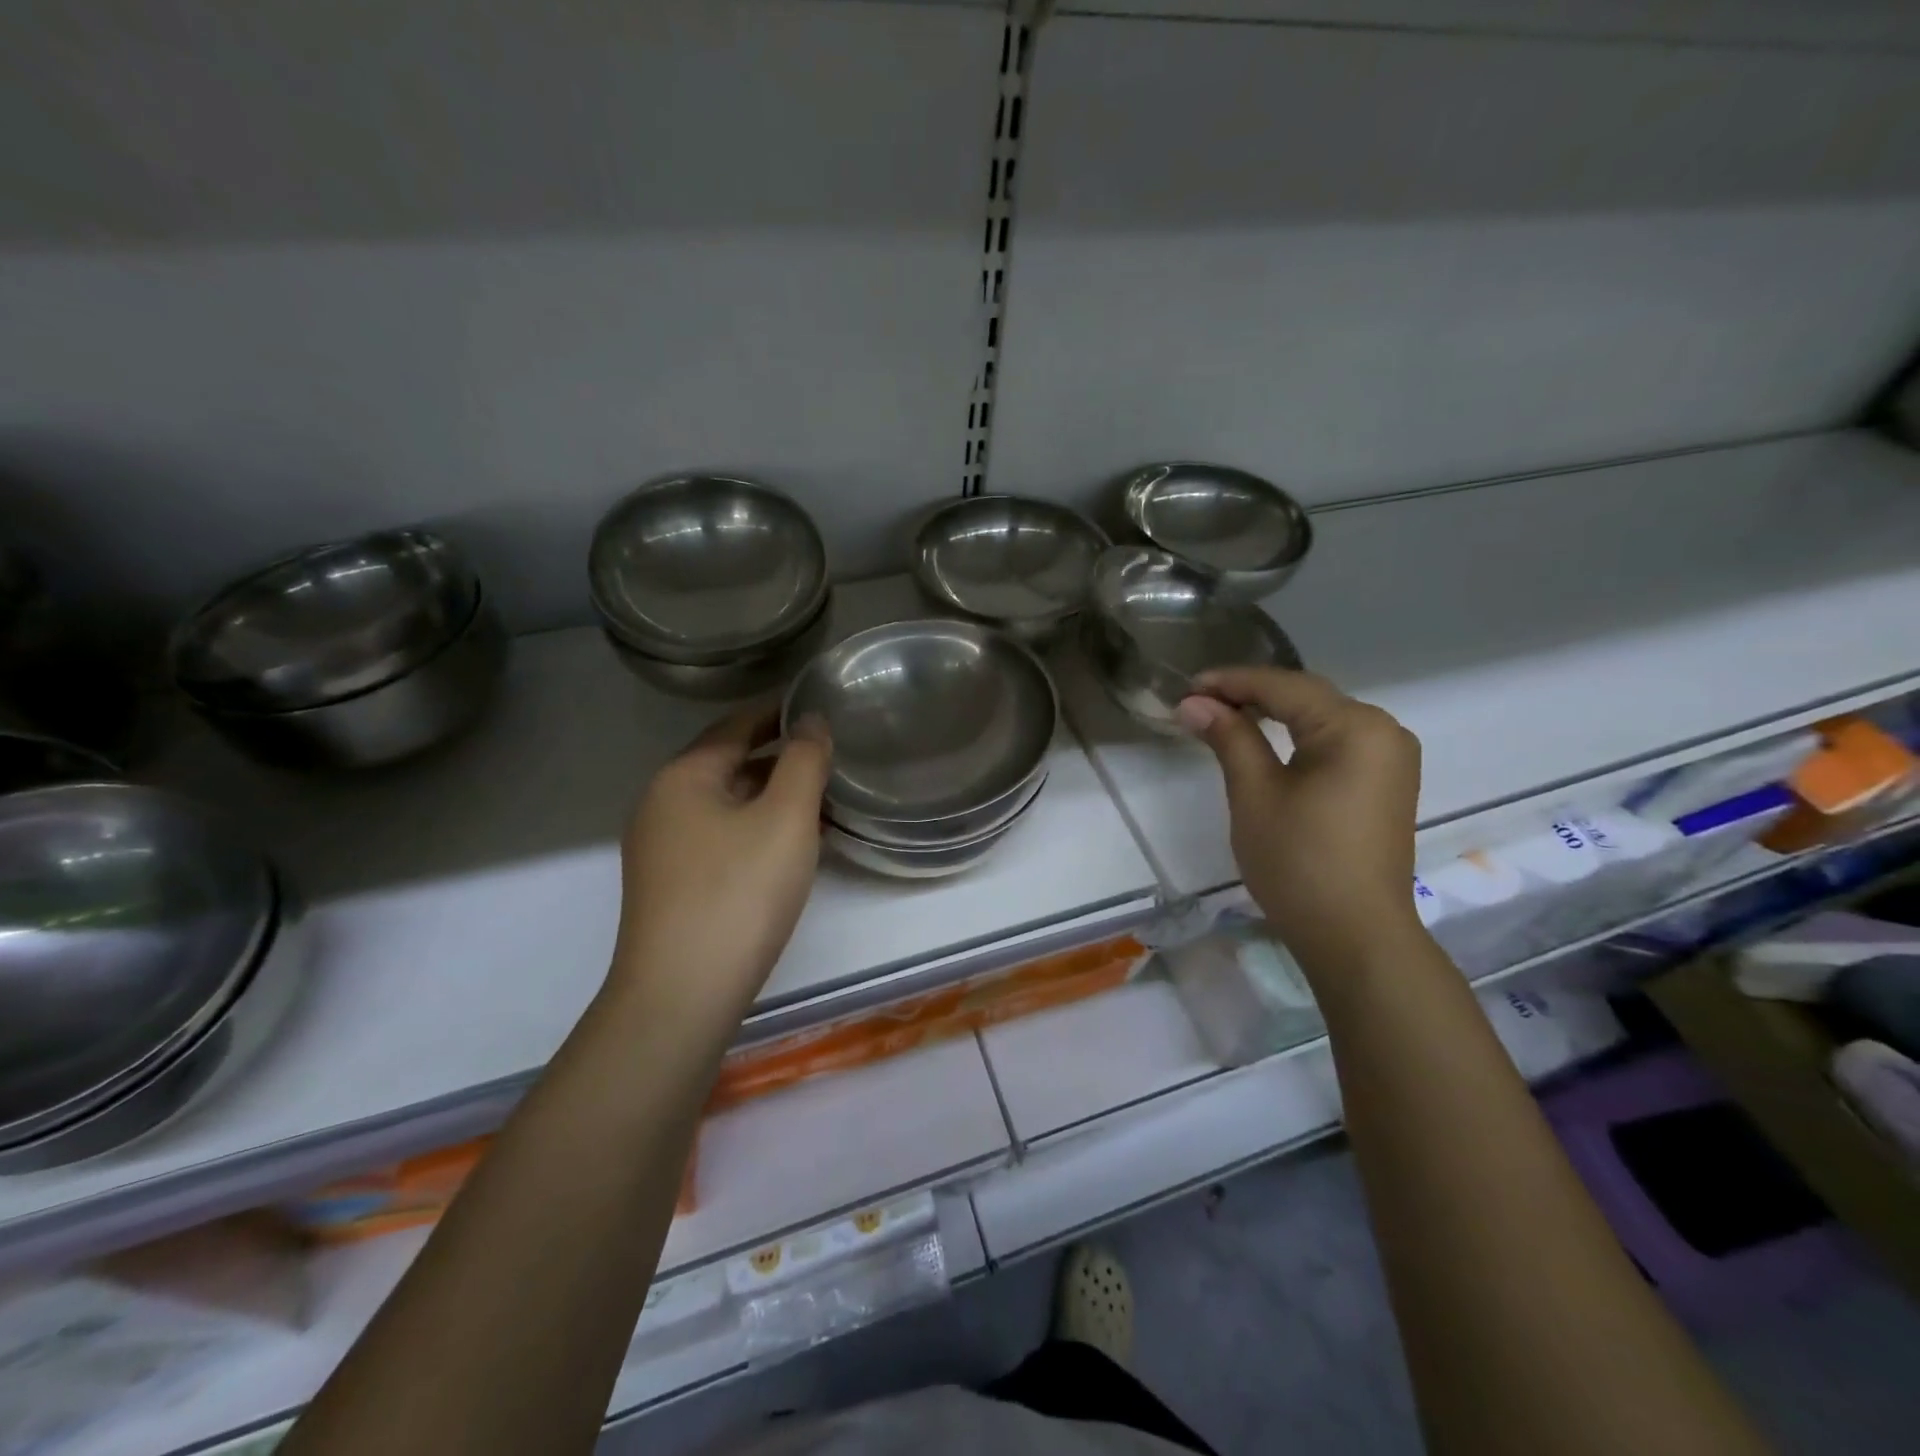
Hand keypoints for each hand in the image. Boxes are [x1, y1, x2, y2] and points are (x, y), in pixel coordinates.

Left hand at [611, 703, 831, 1024]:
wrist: (681, 996)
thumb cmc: (738, 893)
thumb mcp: (785, 818)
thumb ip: (804, 760)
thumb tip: (811, 719)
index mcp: (683, 776)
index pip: (737, 725)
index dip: (780, 712)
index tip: (821, 705)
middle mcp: (662, 804)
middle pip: (729, 763)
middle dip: (780, 756)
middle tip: (831, 753)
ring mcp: (662, 848)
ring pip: (727, 804)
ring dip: (771, 795)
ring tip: (821, 797)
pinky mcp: (671, 885)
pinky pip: (721, 837)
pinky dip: (757, 828)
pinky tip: (789, 845)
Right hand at [1177, 668, 1420, 969]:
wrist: (1355, 936)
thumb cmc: (1299, 862)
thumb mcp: (1255, 794)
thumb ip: (1229, 737)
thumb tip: (1194, 703)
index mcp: (1356, 727)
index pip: (1284, 687)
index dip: (1232, 682)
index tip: (1186, 688)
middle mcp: (1384, 730)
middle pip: (1308, 697)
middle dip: (1251, 695)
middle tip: (1199, 702)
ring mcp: (1391, 757)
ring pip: (1322, 718)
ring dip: (1274, 714)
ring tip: (1224, 716)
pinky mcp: (1387, 782)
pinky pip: (1337, 742)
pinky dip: (1298, 736)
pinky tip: (1266, 740)